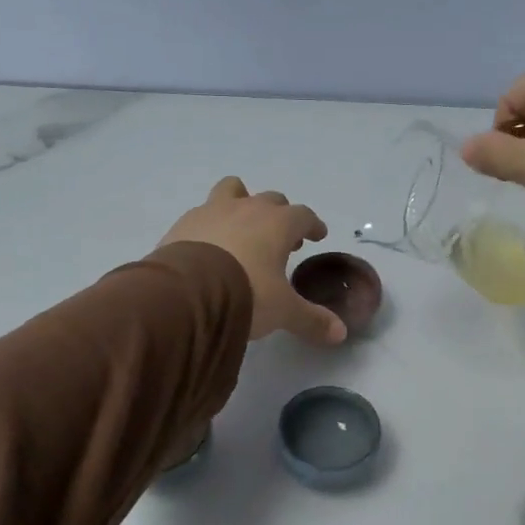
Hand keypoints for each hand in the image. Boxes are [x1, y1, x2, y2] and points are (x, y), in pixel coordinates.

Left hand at [160, 177, 346, 344]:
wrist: (187, 292)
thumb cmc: (247, 293)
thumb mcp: (283, 311)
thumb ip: (311, 319)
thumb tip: (340, 333)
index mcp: (278, 223)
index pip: (303, 215)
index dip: (312, 225)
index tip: (317, 235)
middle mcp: (247, 208)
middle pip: (271, 200)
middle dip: (280, 216)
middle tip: (283, 240)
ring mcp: (212, 211)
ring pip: (233, 191)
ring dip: (242, 203)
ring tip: (242, 227)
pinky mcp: (183, 223)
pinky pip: (203, 213)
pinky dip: (211, 224)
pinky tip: (209, 245)